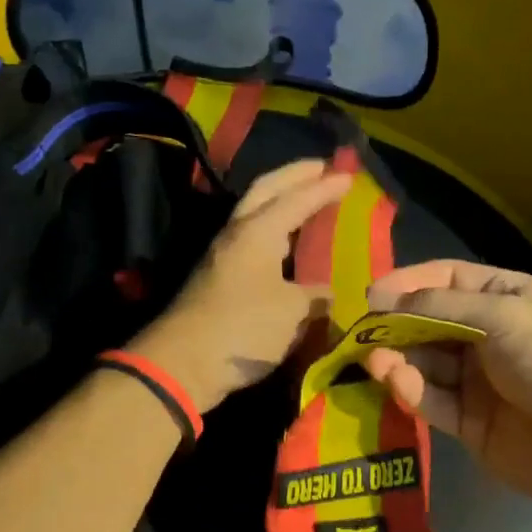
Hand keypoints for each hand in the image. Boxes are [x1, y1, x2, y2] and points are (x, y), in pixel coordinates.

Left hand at [132, 160, 350, 413]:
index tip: (349, 176)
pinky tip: (286, 245)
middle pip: (265, 191)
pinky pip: (252, 240)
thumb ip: (314, 297)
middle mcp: (237, 234)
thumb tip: (328, 295)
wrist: (182, 363)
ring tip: (306, 201)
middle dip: (294, 176)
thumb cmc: (243, 328)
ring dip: (280, 201)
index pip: (296, 199)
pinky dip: (273, 231)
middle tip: (321, 168)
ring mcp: (223, 255)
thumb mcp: (291, 313)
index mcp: (258, 231)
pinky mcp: (217, 278)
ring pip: (255, 214)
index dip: (324, 187)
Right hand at [362, 260, 531, 519]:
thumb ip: (443, 306)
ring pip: (426, 363)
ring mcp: (480, 383)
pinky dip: (411, 390)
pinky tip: (395, 381)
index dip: (409, 282)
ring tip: (371, 358)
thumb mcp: (507, 316)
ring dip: (398, 358)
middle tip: (359, 331)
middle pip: (430, 323)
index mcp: (508, 299)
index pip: (448, 280)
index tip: (372, 293)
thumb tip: (385, 298)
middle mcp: (489, 337)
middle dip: (395, 324)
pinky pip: (433, 401)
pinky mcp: (471, 425)